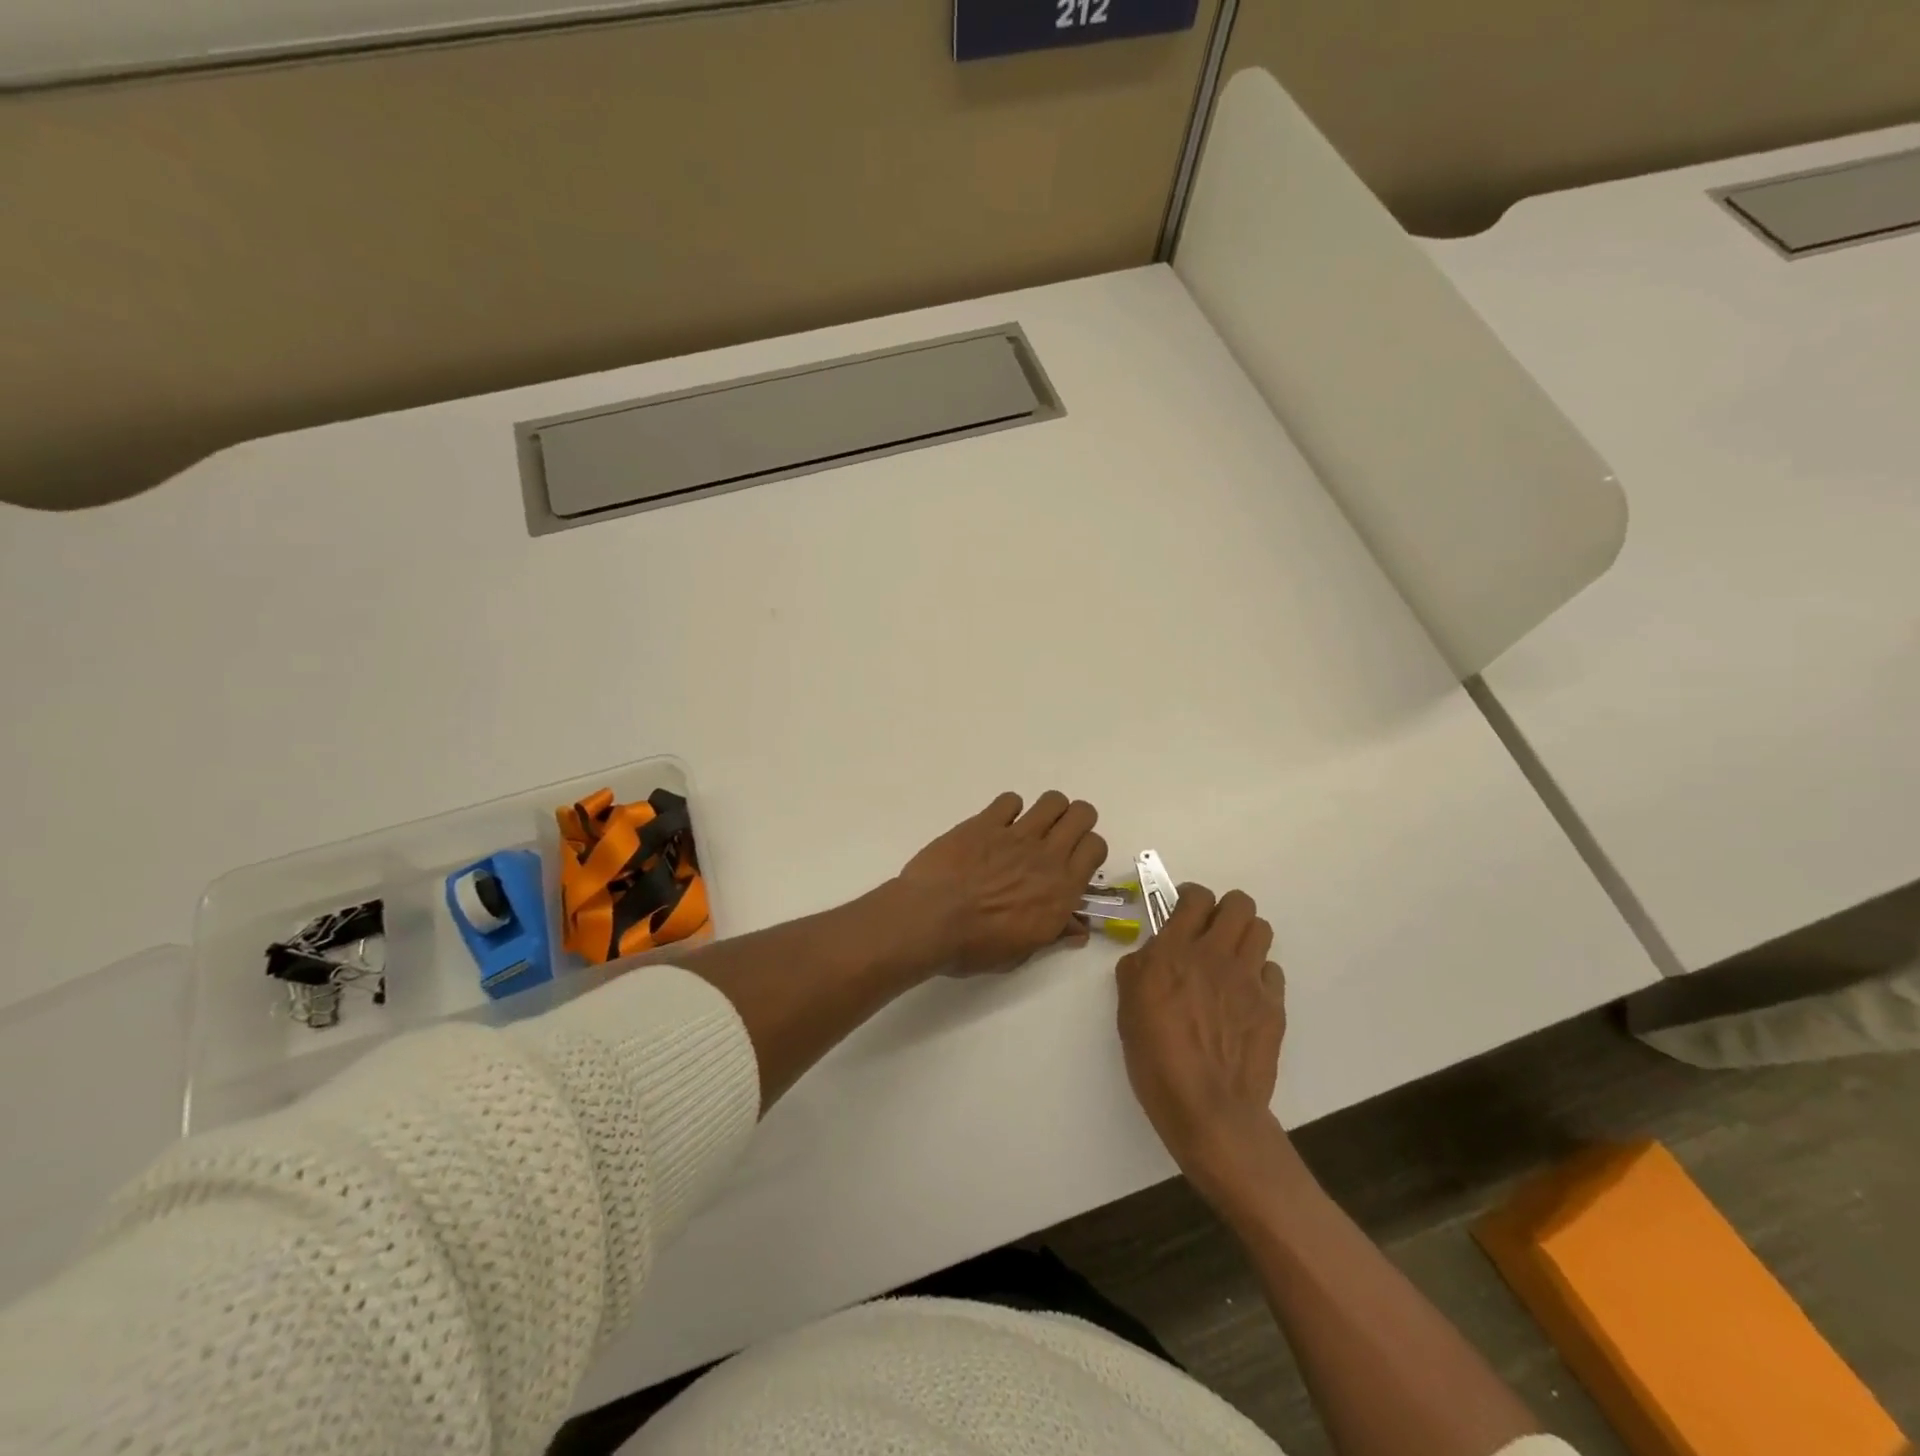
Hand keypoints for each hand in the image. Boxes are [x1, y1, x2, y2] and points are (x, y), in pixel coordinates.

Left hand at [896, 791, 1106, 975]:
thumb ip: (1054, 934)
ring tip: (1029, 829)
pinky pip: (1010, 799)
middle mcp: (1046, 855)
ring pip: (1052, 800)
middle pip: (1082, 814)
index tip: (1073, 862)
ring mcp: (1016, 834)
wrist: (930, 920)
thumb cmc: (975, 946)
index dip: (1088, 850)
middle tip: (1056, 838)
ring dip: (1047, 811)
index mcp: (1062, 889)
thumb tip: (1077, 929)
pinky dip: (1007, 810)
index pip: (1096, 847)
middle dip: (1074, 821)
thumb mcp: (1021, 952)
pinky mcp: (985, 822)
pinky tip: (995, 827)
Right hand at [1116, 883, 1286, 1195]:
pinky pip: (1272, 970)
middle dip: (1225, 910)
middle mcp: (1216, 955)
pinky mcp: (1272, 1005)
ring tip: (1231, 959)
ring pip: (1261, 929)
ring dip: (1245, 936)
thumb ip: (1140, 968)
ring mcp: (1249, 979)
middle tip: (1211, 931)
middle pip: (1239, 904)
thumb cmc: (1156, 1058)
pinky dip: (1259, 974)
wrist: (1208, 1108)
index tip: (1184, 909)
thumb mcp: (1128, 1006)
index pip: (1196, 897)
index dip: (1191, 897)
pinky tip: (1245, 995)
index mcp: (1175, 951)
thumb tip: (1153, 954)